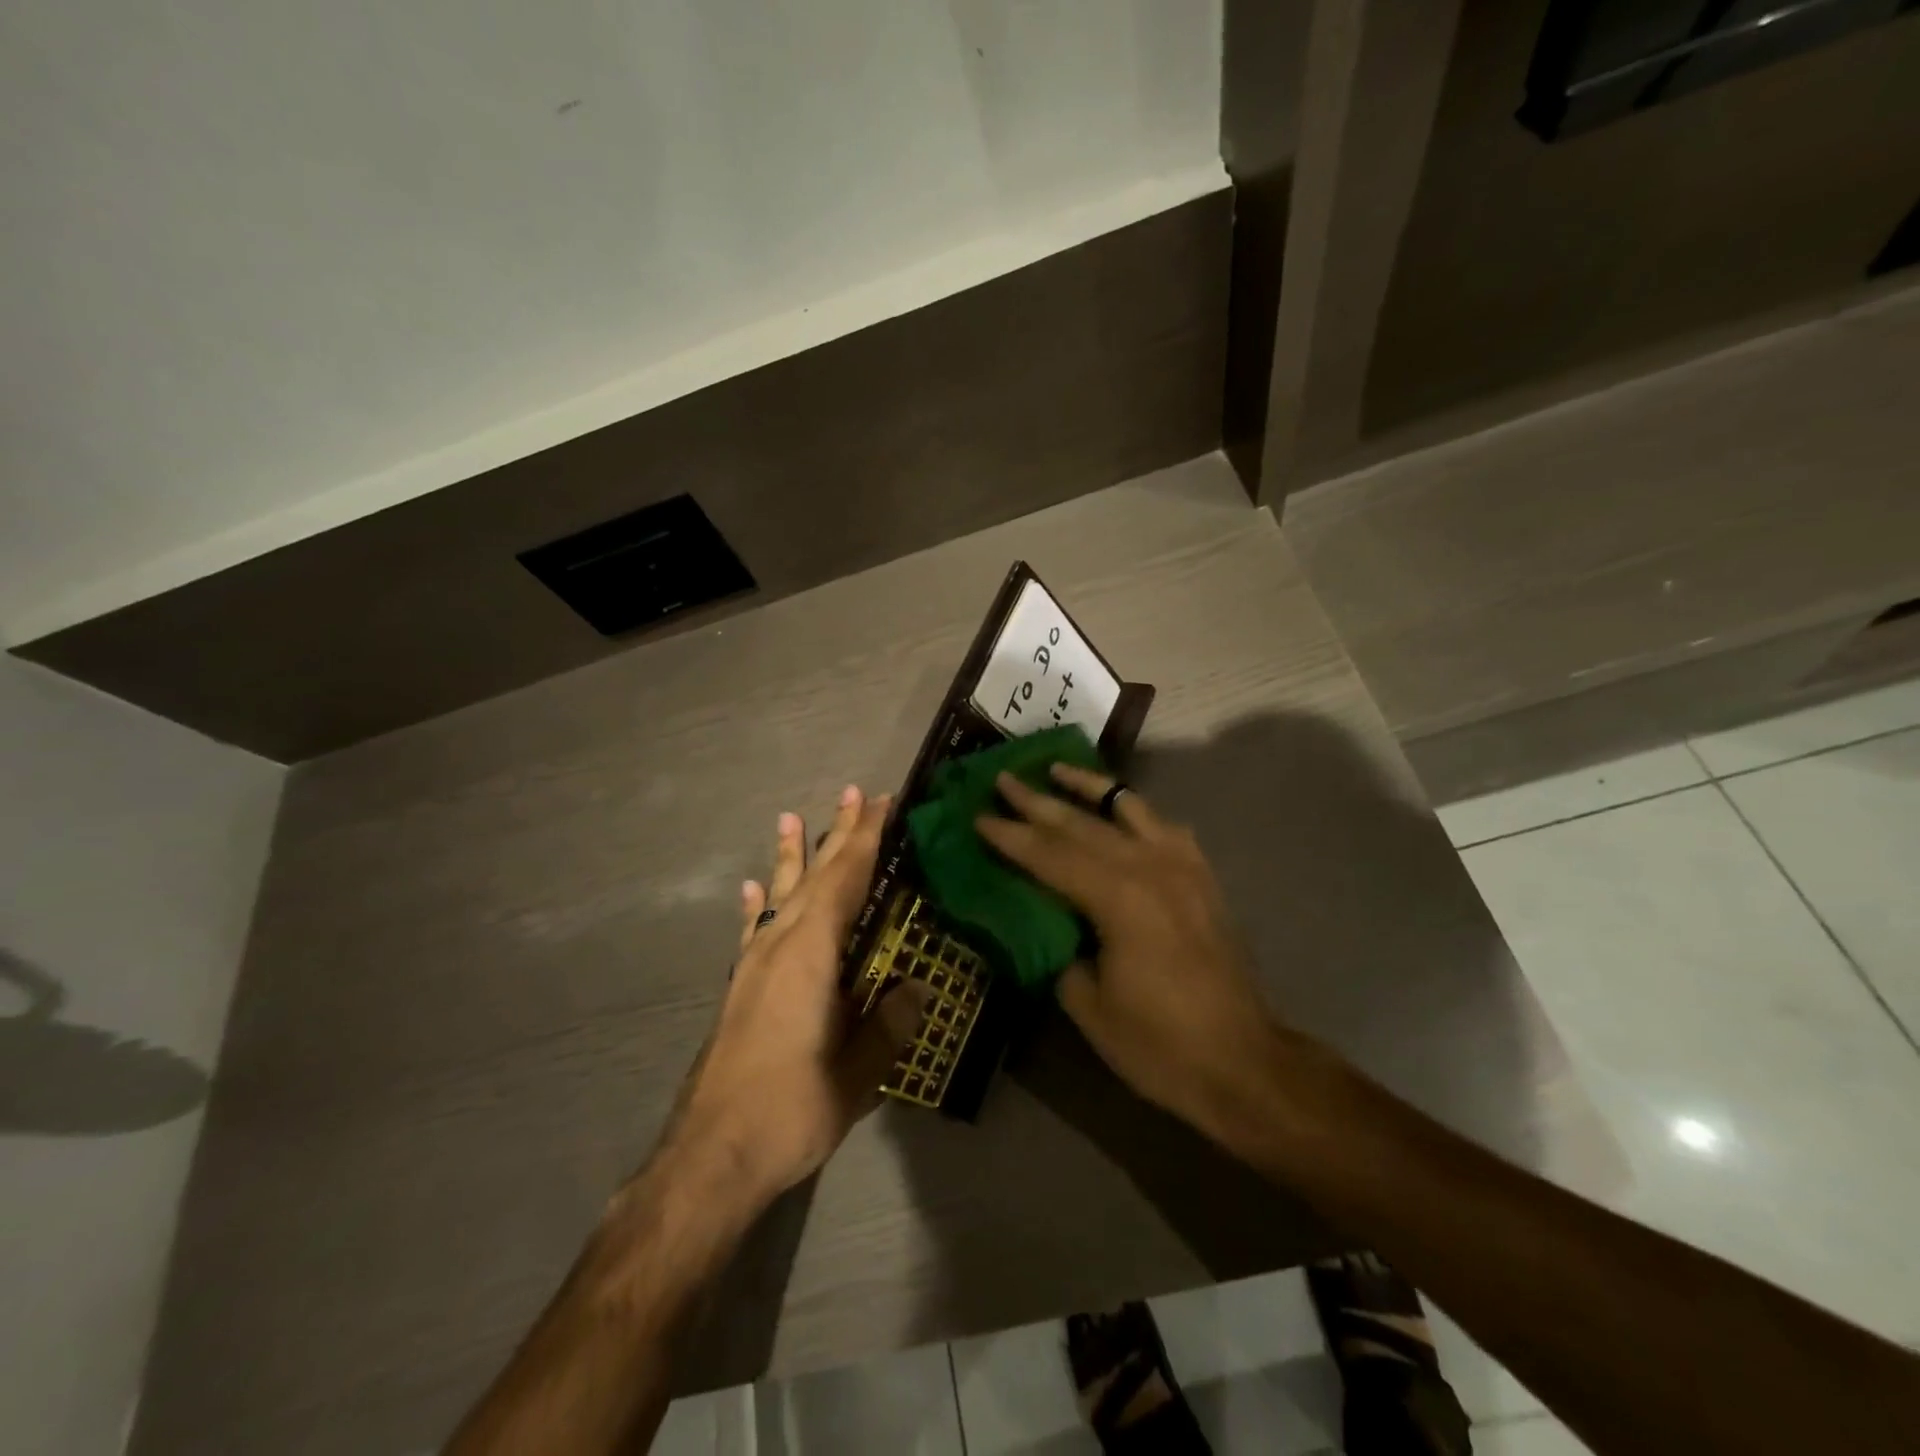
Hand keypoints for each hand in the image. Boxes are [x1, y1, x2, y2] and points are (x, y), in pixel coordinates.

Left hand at [672, 786, 923, 1206]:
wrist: (709, 1157)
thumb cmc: (789, 1110)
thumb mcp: (856, 1075)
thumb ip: (889, 1026)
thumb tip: (916, 988)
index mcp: (811, 955)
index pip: (845, 881)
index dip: (865, 840)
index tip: (883, 803)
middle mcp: (779, 946)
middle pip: (815, 877)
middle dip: (838, 834)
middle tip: (855, 794)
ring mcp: (754, 964)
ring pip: (781, 894)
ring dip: (793, 855)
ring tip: (792, 818)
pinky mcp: (740, 987)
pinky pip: (753, 929)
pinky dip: (758, 902)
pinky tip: (753, 887)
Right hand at [975, 765, 1285, 1140]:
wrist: (1244, 1063)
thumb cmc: (1159, 1044)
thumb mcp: (1088, 1004)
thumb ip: (1060, 949)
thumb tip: (1045, 920)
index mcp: (1118, 898)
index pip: (1050, 856)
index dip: (1011, 837)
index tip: (979, 817)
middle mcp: (1151, 867)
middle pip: (1082, 824)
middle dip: (1038, 801)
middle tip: (1003, 779)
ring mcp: (1182, 867)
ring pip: (1128, 808)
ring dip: (1089, 787)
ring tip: (1057, 769)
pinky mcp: (1202, 877)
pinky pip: (1164, 826)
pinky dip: (1135, 811)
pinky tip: (1119, 809)